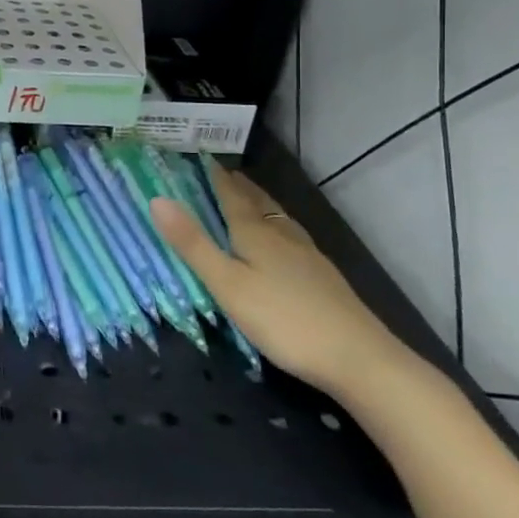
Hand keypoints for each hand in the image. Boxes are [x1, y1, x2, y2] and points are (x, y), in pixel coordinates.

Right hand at [150, 166, 410, 397]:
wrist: (360, 359)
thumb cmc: (283, 320)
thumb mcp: (227, 284)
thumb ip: (193, 244)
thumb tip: (158, 199)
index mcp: (256, 235)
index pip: (232, 197)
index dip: (217, 178)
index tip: (204, 158)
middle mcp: (283, 237)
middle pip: (259, 204)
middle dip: (241, 187)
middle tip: (226, 173)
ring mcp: (308, 257)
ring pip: (279, 220)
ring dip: (262, 204)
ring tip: (252, 198)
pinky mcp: (324, 278)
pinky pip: (293, 238)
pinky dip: (278, 227)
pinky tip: (284, 243)